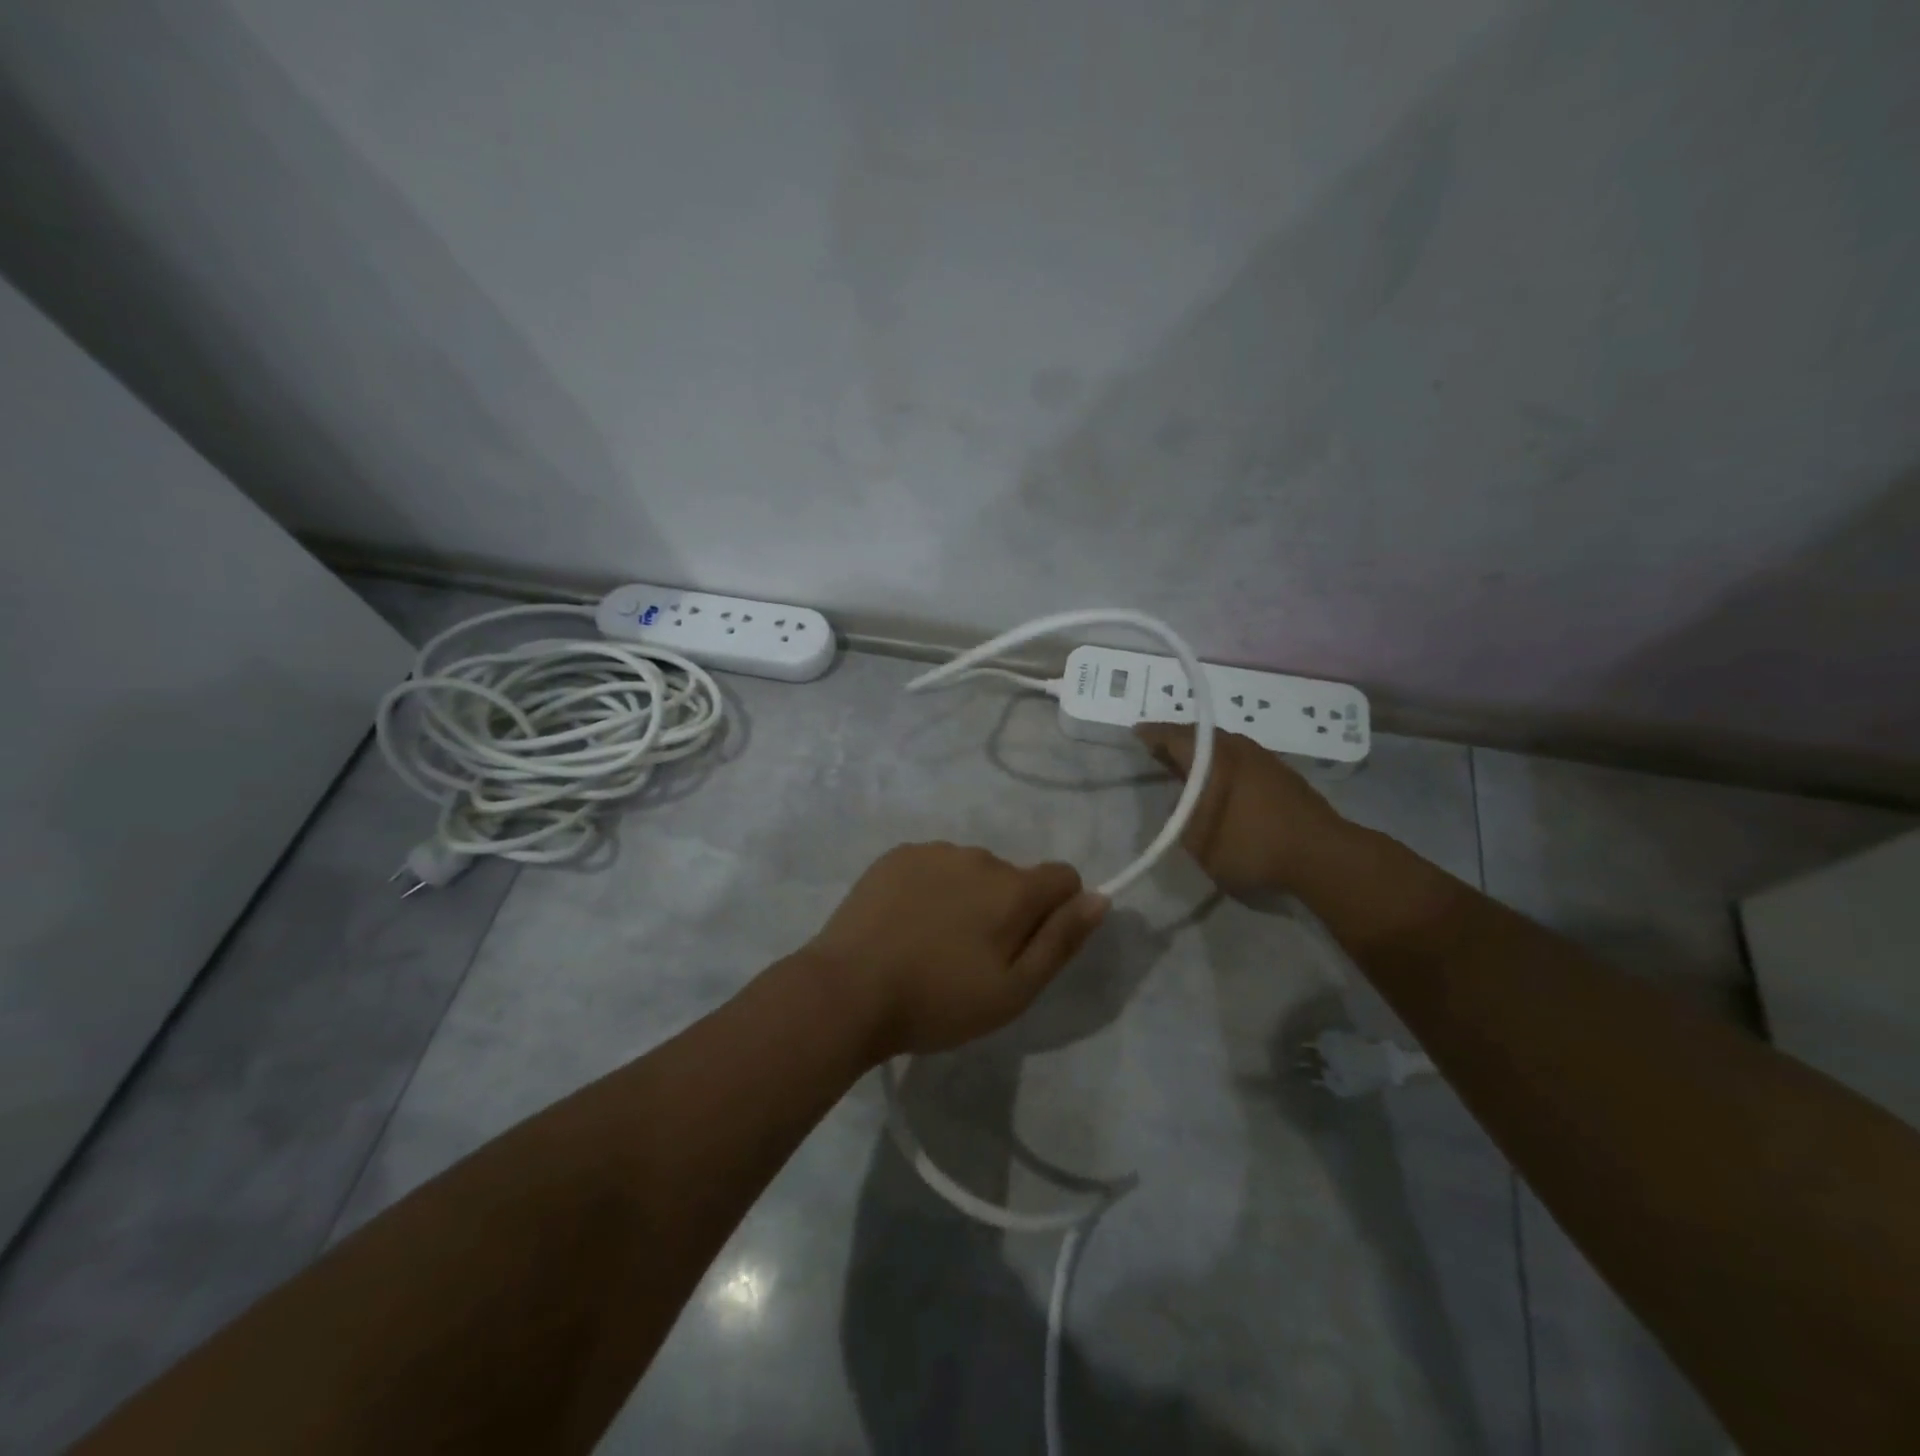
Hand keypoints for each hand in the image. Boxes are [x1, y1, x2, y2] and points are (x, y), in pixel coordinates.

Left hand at [804, 843, 1108, 1059]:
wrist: (848, 990)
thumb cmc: (937, 1001)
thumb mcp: (1013, 991)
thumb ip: (1061, 941)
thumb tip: (1101, 898)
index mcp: (1013, 889)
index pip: (1063, 877)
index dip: (1058, 911)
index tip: (1027, 946)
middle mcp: (979, 857)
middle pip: (1014, 877)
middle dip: (1007, 908)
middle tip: (972, 958)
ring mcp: (933, 851)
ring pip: (972, 870)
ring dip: (968, 897)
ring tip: (933, 943)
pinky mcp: (897, 855)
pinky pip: (933, 866)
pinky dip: (932, 888)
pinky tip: (906, 923)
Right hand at [1135, 724, 1348, 895]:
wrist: (1322, 855)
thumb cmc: (1252, 846)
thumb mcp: (1198, 842)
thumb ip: (1181, 818)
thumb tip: (1181, 802)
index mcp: (1212, 758)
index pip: (1173, 735)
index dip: (1152, 734)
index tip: (1136, 734)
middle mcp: (1236, 748)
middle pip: (1198, 735)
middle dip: (1175, 740)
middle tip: (1156, 750)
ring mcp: (1263, 758)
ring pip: (1222, 746)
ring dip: (1201, 752)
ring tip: (1185, 767)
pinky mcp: (1282, 774)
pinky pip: (1240, 758)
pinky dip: (1222, 764)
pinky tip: (1220, 783)